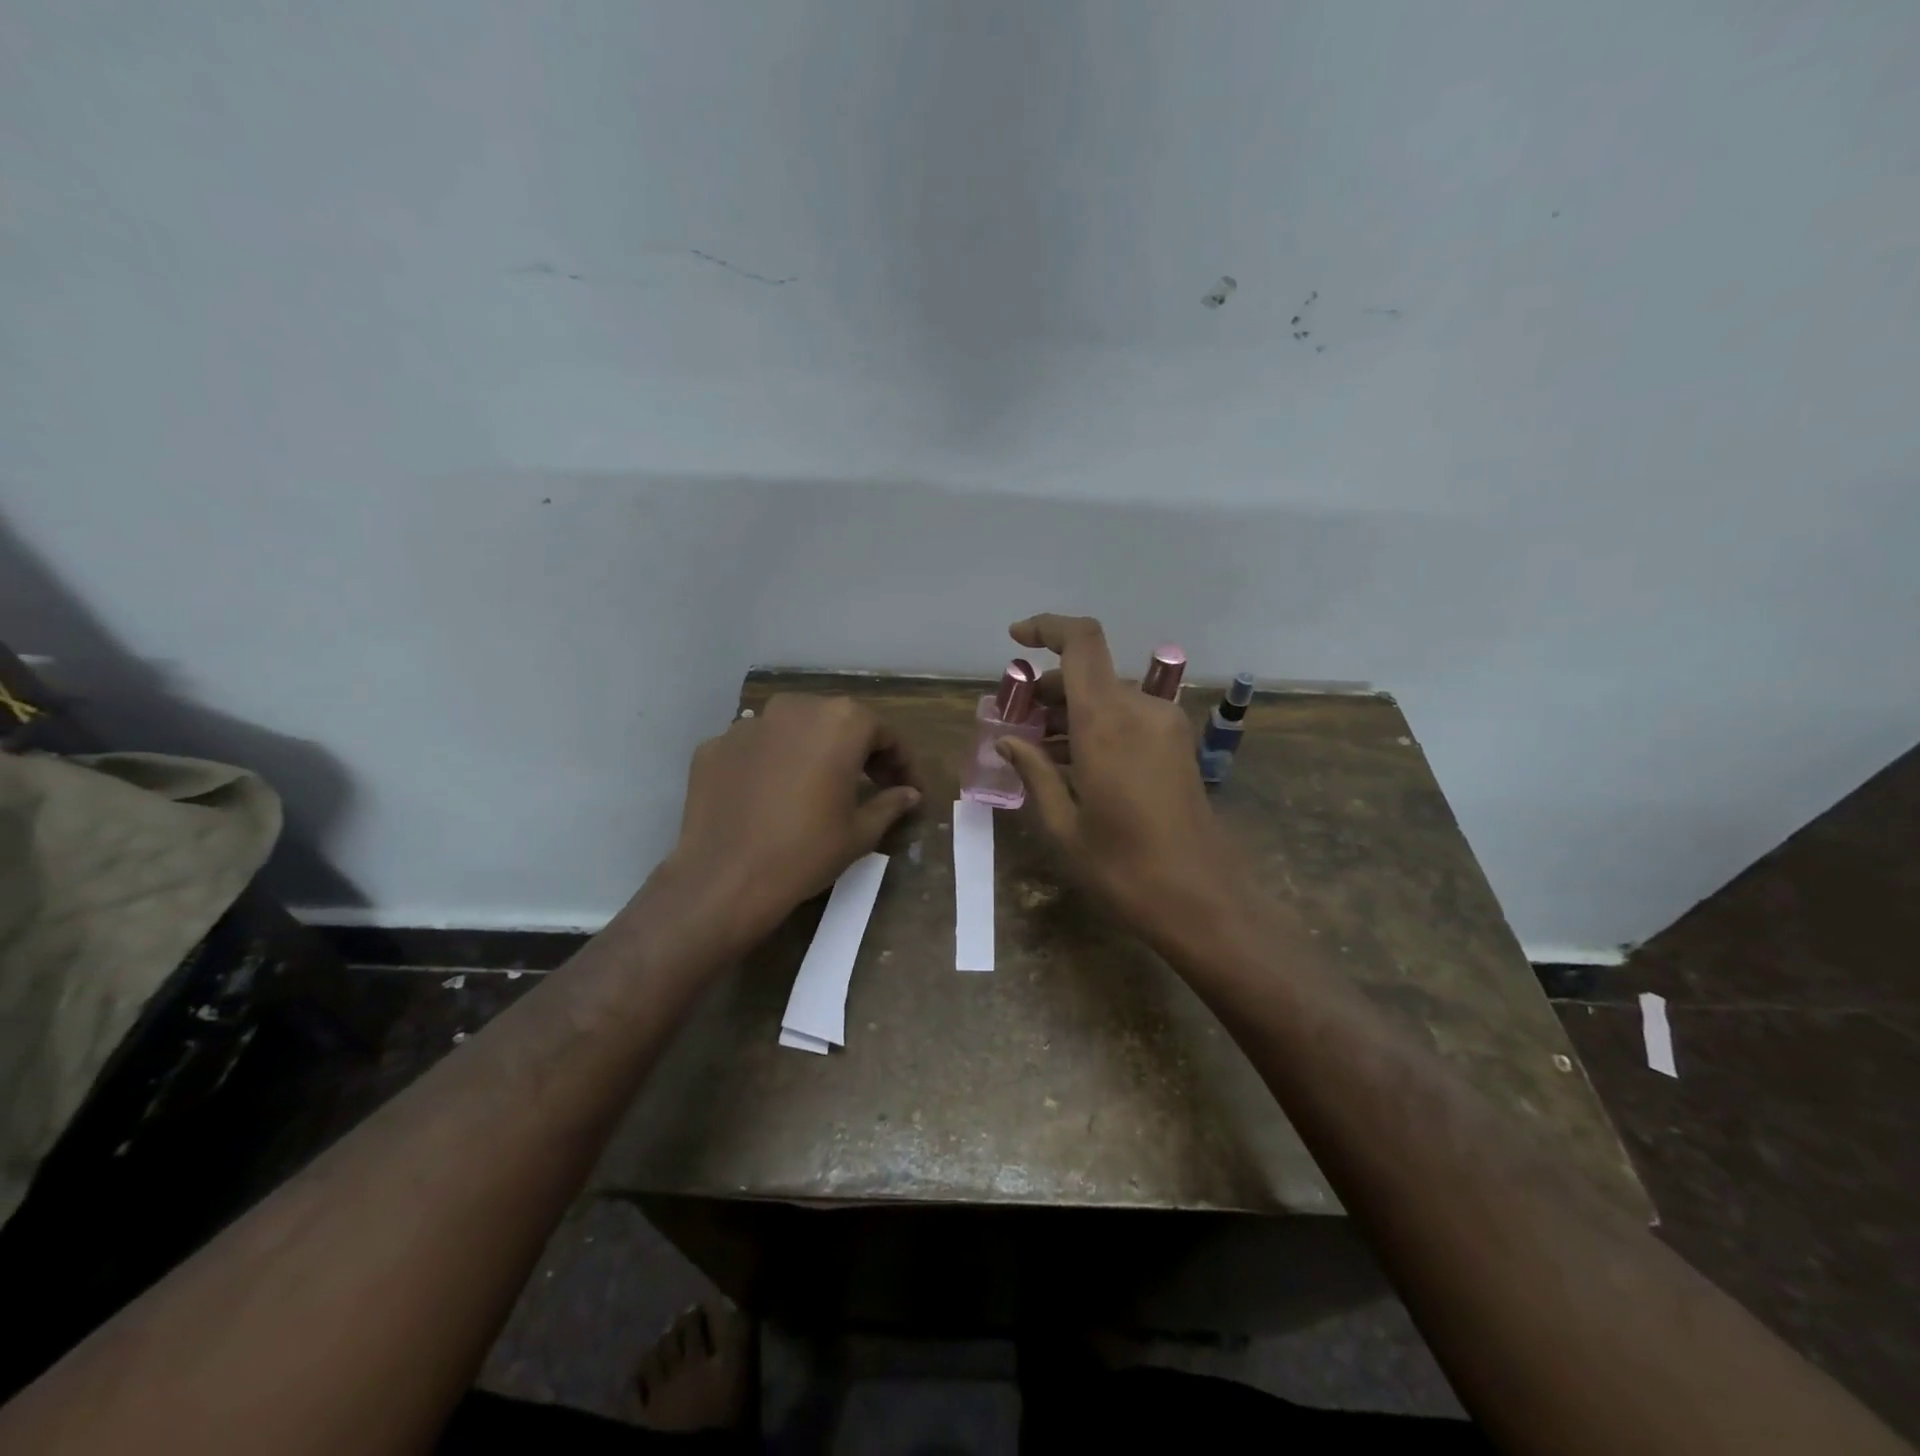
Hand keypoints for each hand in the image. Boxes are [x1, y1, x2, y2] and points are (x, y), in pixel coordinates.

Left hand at [667, 694, 922, 938]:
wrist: (725, 880)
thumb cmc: (806, 852)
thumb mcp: (860, 833)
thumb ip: (890, 804)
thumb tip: (909, 794)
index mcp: (839, 722)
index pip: (883, 733)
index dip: (902, 762)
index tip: (910, 789)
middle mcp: (794, 709)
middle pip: (837, 722)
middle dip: (858, 750)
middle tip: (871, 783)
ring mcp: (748, 725)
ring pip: (793, 730)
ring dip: (812, 751)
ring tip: (818, 787)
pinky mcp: (714, 746)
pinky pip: (755, 749)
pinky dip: (770, 764)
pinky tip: (772, 796)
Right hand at [996, 615, 1241, 946]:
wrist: (1204, 902)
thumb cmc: (1123, 869)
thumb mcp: (1064, 825)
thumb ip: (1034, 772)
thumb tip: (1007, 740)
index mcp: (1107, 723)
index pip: (1081, 642)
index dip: (1047, 627)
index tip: (1015, 638)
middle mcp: (1140, 710)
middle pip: (1089, 672)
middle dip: (1046, 688)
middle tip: (1013, 722)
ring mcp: (1165, 726)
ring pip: (1107, 695)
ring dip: (1070, 710)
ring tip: (1035, 746)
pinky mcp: (1177, 745)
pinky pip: (1127, 717)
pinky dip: (1096, 725)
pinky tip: (1072, 761)